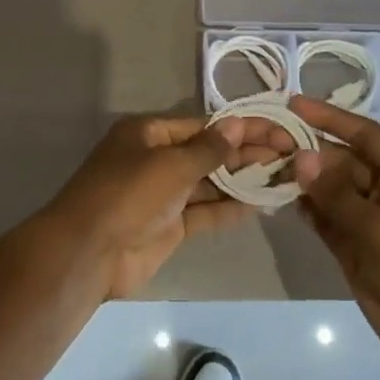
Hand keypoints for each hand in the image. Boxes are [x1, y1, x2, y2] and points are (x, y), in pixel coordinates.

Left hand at [42, 113, 296, 297]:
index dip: (242, 127)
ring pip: (210, 183)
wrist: (89, 253)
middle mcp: (157, 159)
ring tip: (284, 176)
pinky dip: (230, 208)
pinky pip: (206, 211)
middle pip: (209, 152)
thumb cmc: (128, 194)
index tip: (278, 130)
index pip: (204, 125)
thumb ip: (209, 149)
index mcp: (149, 134)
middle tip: (290, 153)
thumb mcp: (170, 164)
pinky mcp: (170, 226)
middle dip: (247, 153)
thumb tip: (238, 125)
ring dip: (243, 180)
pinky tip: (261, 203)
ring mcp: (163, 195)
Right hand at [290, 96, 379, 365]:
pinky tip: (277, 196)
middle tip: (266, 140)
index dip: (329, 117)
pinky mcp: (353, 244)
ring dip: (302, 178)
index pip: (364, 134)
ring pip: (329, 188)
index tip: (293, 103)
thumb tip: (300, 156)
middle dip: (308, 150)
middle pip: (341, 160)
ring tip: (263, 164)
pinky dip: (305, 207)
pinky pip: (325, 216)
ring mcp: (368, 218)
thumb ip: (336, 193)